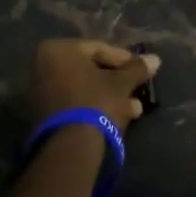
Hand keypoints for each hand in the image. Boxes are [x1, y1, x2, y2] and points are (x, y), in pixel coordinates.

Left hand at [31, 39, 159, 125]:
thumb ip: (137, 69)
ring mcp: (40, 94)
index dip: (124, 59)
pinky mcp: (43, 118)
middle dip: (117, 81)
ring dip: (110, 96)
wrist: (71, 148)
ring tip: (134, 109)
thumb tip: (155, 59)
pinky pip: (75, 104)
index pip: (98, 48)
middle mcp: (43, 68)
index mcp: (58, 50)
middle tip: (137, 88)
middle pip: (90, 70)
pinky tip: (119, 118)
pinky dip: (94, 107)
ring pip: (84, 90)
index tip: (140, 68)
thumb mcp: (121, 83)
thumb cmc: (96, 101)